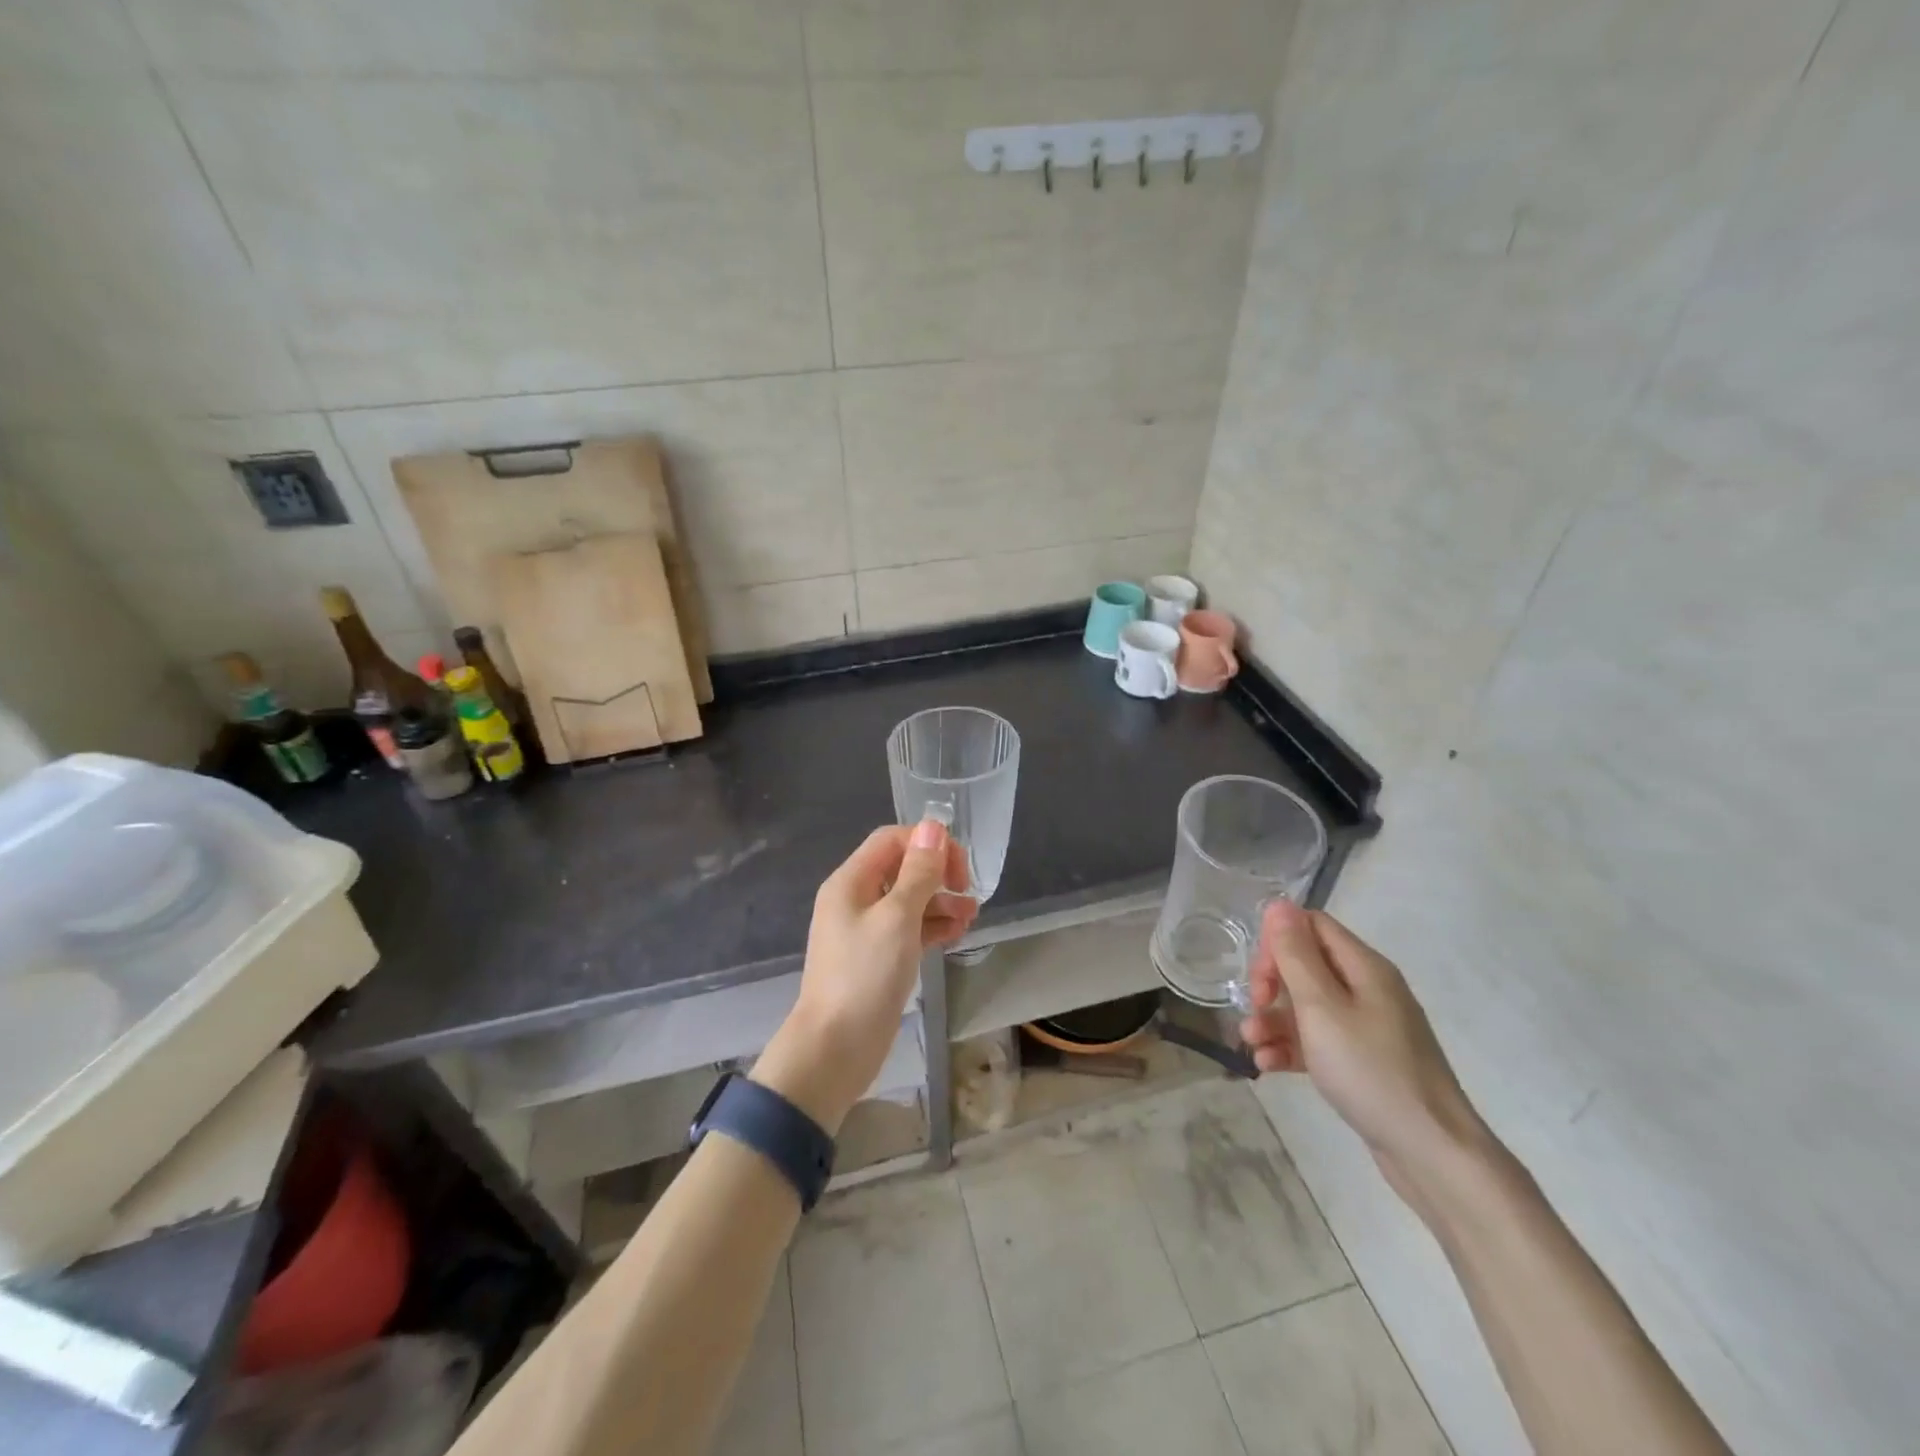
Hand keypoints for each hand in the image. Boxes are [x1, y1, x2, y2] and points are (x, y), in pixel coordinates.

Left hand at [753, 820, 974, 1132]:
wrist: (835, 1048)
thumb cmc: (865, 976)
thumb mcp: (897, 918)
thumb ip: (918, 872)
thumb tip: (933, 827)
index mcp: (851, 881)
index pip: (891, 841)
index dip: (927, 844)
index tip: (958, 867)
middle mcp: (856, 899)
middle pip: (901, 868)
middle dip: (937, 873)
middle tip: (967, 891)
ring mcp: (866, 930)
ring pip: (908, 900)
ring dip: (940, 901)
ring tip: (971, 916)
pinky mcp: (878, 958)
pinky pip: (908, 929)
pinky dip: (932, 926)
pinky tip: (957, 933)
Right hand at [1239, 902, 1491, 1205]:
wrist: (1433, 1154)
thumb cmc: (1371, 1071)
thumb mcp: (1322, 1008)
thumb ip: (1296, 955)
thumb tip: (1279, 903)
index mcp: (1365, 968)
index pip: (1312, 926)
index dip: (1278, 943)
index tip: (1259, 977)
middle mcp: (1368, 990)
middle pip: (1306, 965)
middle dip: (1271, 984)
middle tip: (1253, 1008)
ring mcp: (1369, 1028)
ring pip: (1308, 1007)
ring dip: (1273, 1020)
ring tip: (1251, 1046)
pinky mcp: (1364, 1062)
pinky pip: (1319, 1041)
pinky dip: (1291, 1048)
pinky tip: (1268, 1066)